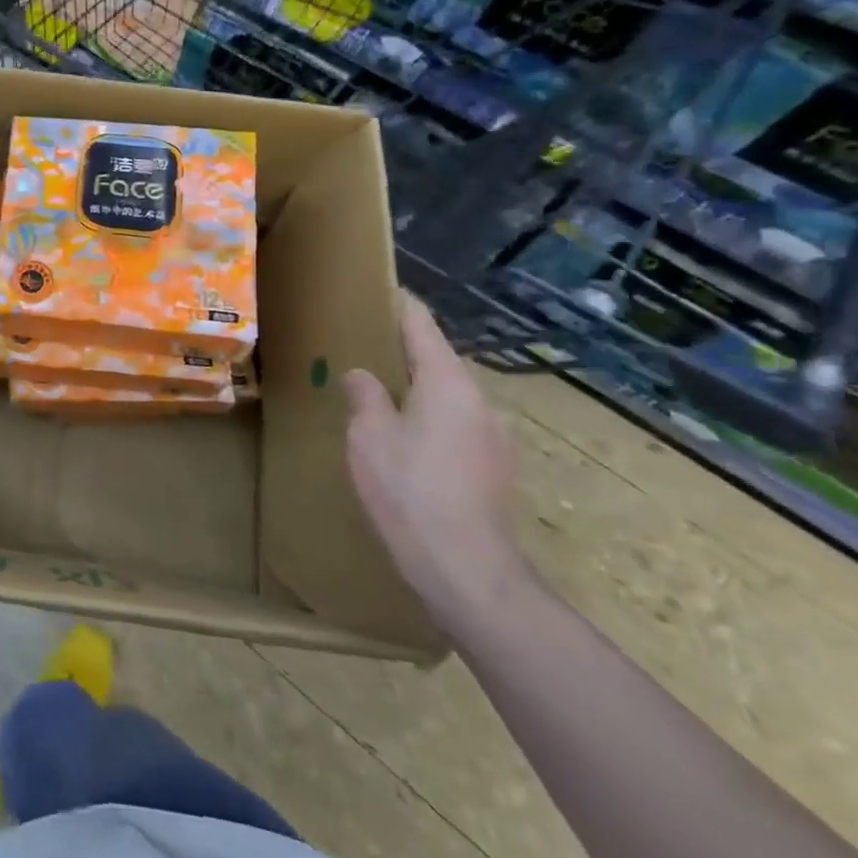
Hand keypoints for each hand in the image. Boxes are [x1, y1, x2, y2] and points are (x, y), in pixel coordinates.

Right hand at [342, 294, 528, 628]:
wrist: (465, 567)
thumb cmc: (408, 488)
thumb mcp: (368, 435)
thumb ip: (364, 395)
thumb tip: (361, 375)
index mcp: (449, 383)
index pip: (423, 327)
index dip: (400, 306)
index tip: (380, 291)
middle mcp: (481, 401)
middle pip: (439, 361)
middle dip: (404, 352)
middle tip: (364, 348)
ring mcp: (495, 437)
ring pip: (449, 397)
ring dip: (418, 390)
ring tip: (380, 397)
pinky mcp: (495, 468)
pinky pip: (457, 426)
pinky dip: (430, 419)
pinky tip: (406, 442)